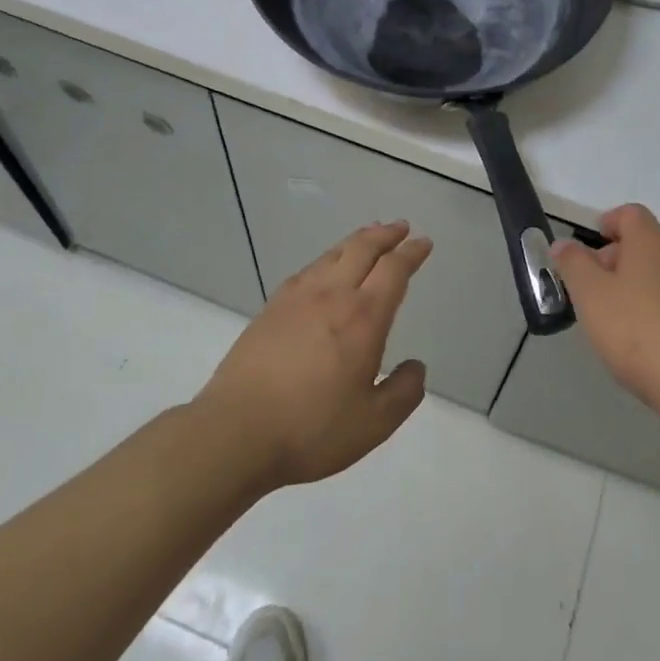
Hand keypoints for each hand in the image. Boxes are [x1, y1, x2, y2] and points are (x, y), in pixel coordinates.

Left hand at [196, 221, 430, 488]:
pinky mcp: (271, 309)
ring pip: (333, 254)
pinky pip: (307, 270)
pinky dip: (326, 259)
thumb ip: (403, 392)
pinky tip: (324, 268)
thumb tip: (415, 367)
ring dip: (356, 241)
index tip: (423, 243)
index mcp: (363, 318)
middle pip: (363, 249)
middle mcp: (332, 296)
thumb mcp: (374, 424)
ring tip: (368, 236)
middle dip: (386, 234)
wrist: (235, 433)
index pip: (394, 270)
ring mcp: (297, 298)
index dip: (411, 253)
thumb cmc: (311, 430)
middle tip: (400, 227)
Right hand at [551, 204, 659, 431]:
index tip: (589, 247)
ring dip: (635, 283)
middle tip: (592, 289)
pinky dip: (655, 305)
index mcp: (652, 241)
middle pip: (645, 242)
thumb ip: (573, 264)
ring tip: (613, 317)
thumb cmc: (638, 331)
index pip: (629, 214)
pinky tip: (642, 338)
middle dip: (616, 258)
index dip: (607, 223)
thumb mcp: (591, 295)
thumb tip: (563, 243)